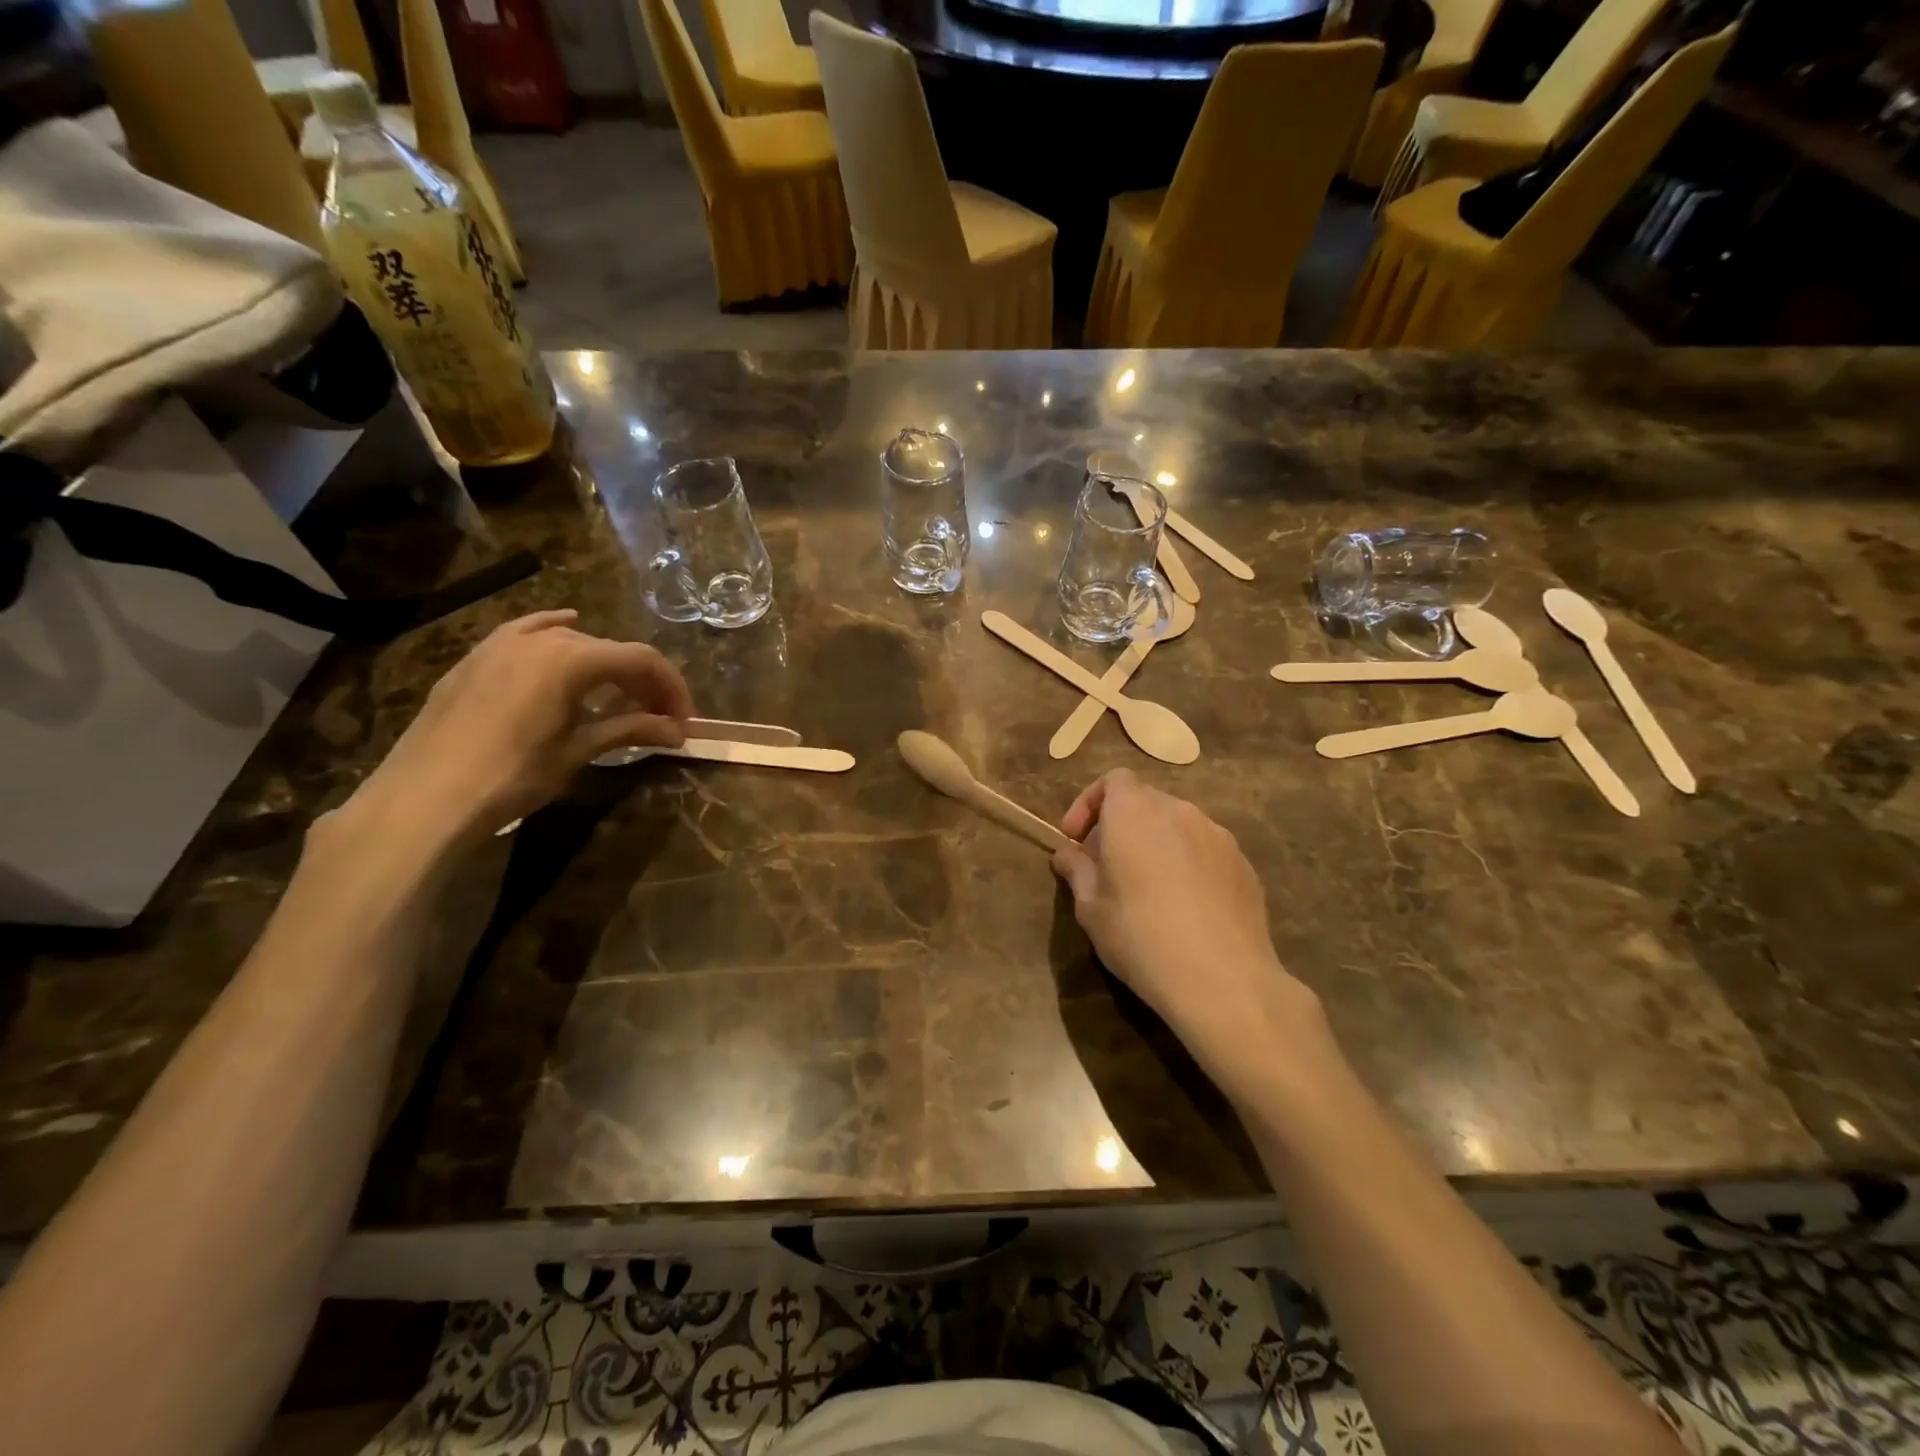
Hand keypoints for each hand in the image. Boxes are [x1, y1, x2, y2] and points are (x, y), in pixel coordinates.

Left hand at [340, 610, 693, 844]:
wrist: (425, 796)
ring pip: (573, 641)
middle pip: (611, 650)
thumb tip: (677, 732)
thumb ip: (630, 730)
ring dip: (605, 666)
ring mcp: (503, 643)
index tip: (683, 722)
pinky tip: (566, 625)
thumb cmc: (512, 776)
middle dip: (642, 682)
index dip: (672, 688)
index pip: (642, 660)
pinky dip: (555, 630)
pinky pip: (528, 630)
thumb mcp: (577, 752)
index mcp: (572, 659)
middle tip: (657, 719)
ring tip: (616, 698)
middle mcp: (542, 639)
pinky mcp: (478, 657)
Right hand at [1051, 770, 1326, 1085]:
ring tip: (1146, 885)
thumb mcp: (1090, 908)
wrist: (1223, 979)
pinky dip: (1186, 861)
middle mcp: (1179, 812)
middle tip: (1105, 865)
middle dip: (1120, 823)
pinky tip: (1184, 905)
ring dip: (1155, 841)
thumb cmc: (1140, 937)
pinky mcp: (1243, 863)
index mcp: (1135, 813)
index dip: (1089, 803)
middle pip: (1144, 800)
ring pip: (1177, 824)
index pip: (1113, 780)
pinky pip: (1204, 849)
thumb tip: (1068, 854)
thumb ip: (1078, 871)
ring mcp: (1217, 836)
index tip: (1076, 839)